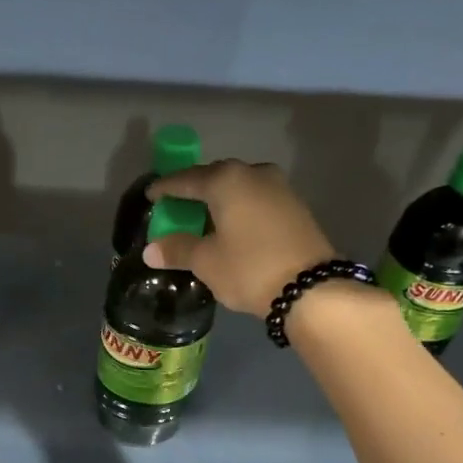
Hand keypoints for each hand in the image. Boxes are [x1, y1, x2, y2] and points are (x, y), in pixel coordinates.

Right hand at [143, 160, 337, 314]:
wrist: (311, 288)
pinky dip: (239, 208)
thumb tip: (150, 250)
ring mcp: (279, 187)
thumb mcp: (207, 262)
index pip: (186, 179)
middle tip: (176, 207)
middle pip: (214, 177)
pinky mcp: (295, 205)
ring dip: (219, 200)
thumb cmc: (250, 269)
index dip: (165, 188)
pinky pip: (256, 199)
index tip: (151, 196)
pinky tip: (232, 226)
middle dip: (193, 191)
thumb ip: (177, 250)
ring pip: (238, 187)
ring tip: (203, 218)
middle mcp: (253, 173)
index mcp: (226, 180)